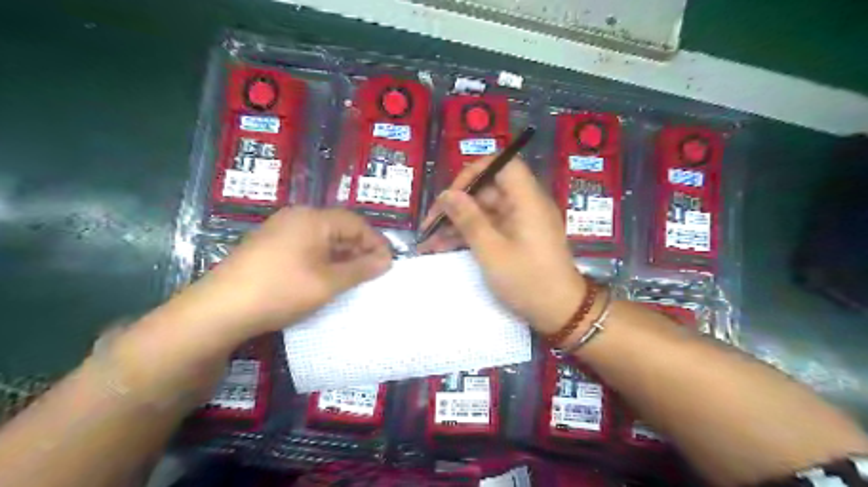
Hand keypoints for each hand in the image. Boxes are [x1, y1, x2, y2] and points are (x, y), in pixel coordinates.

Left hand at [194, 207, 391, 336]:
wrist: (220, 310)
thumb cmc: (282, 290)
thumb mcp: (328, 282)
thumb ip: (361, 269)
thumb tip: (386, 261)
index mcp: (313, 219)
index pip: (356, 223)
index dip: (375, 243)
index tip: (388, 265)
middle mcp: (296, 218)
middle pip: (339, 229)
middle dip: (359, 250)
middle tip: (373, 274)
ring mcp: (279, 231)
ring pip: (322, 239)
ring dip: (341, 257)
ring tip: (353, 279)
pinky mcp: (268, 246)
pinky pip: (305, 247)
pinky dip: (322, 260)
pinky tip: (326, 279)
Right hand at [418, 158, 586, 331]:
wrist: (560, 313)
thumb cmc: (527, 280)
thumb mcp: (492, 251)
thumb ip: (469, 220)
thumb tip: (447, 194)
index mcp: (526, 200)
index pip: (502, 165)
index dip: (474, 172)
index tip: (451, 194)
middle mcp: (525, 205)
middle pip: (488, 189)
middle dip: (457, 204)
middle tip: (431, 224)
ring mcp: (521, 222)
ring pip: (484, 210)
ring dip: (458, 222)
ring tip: (430, 240)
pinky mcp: (517, 238)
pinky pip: (490, 227)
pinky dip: (469, 234)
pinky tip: (445, 247)